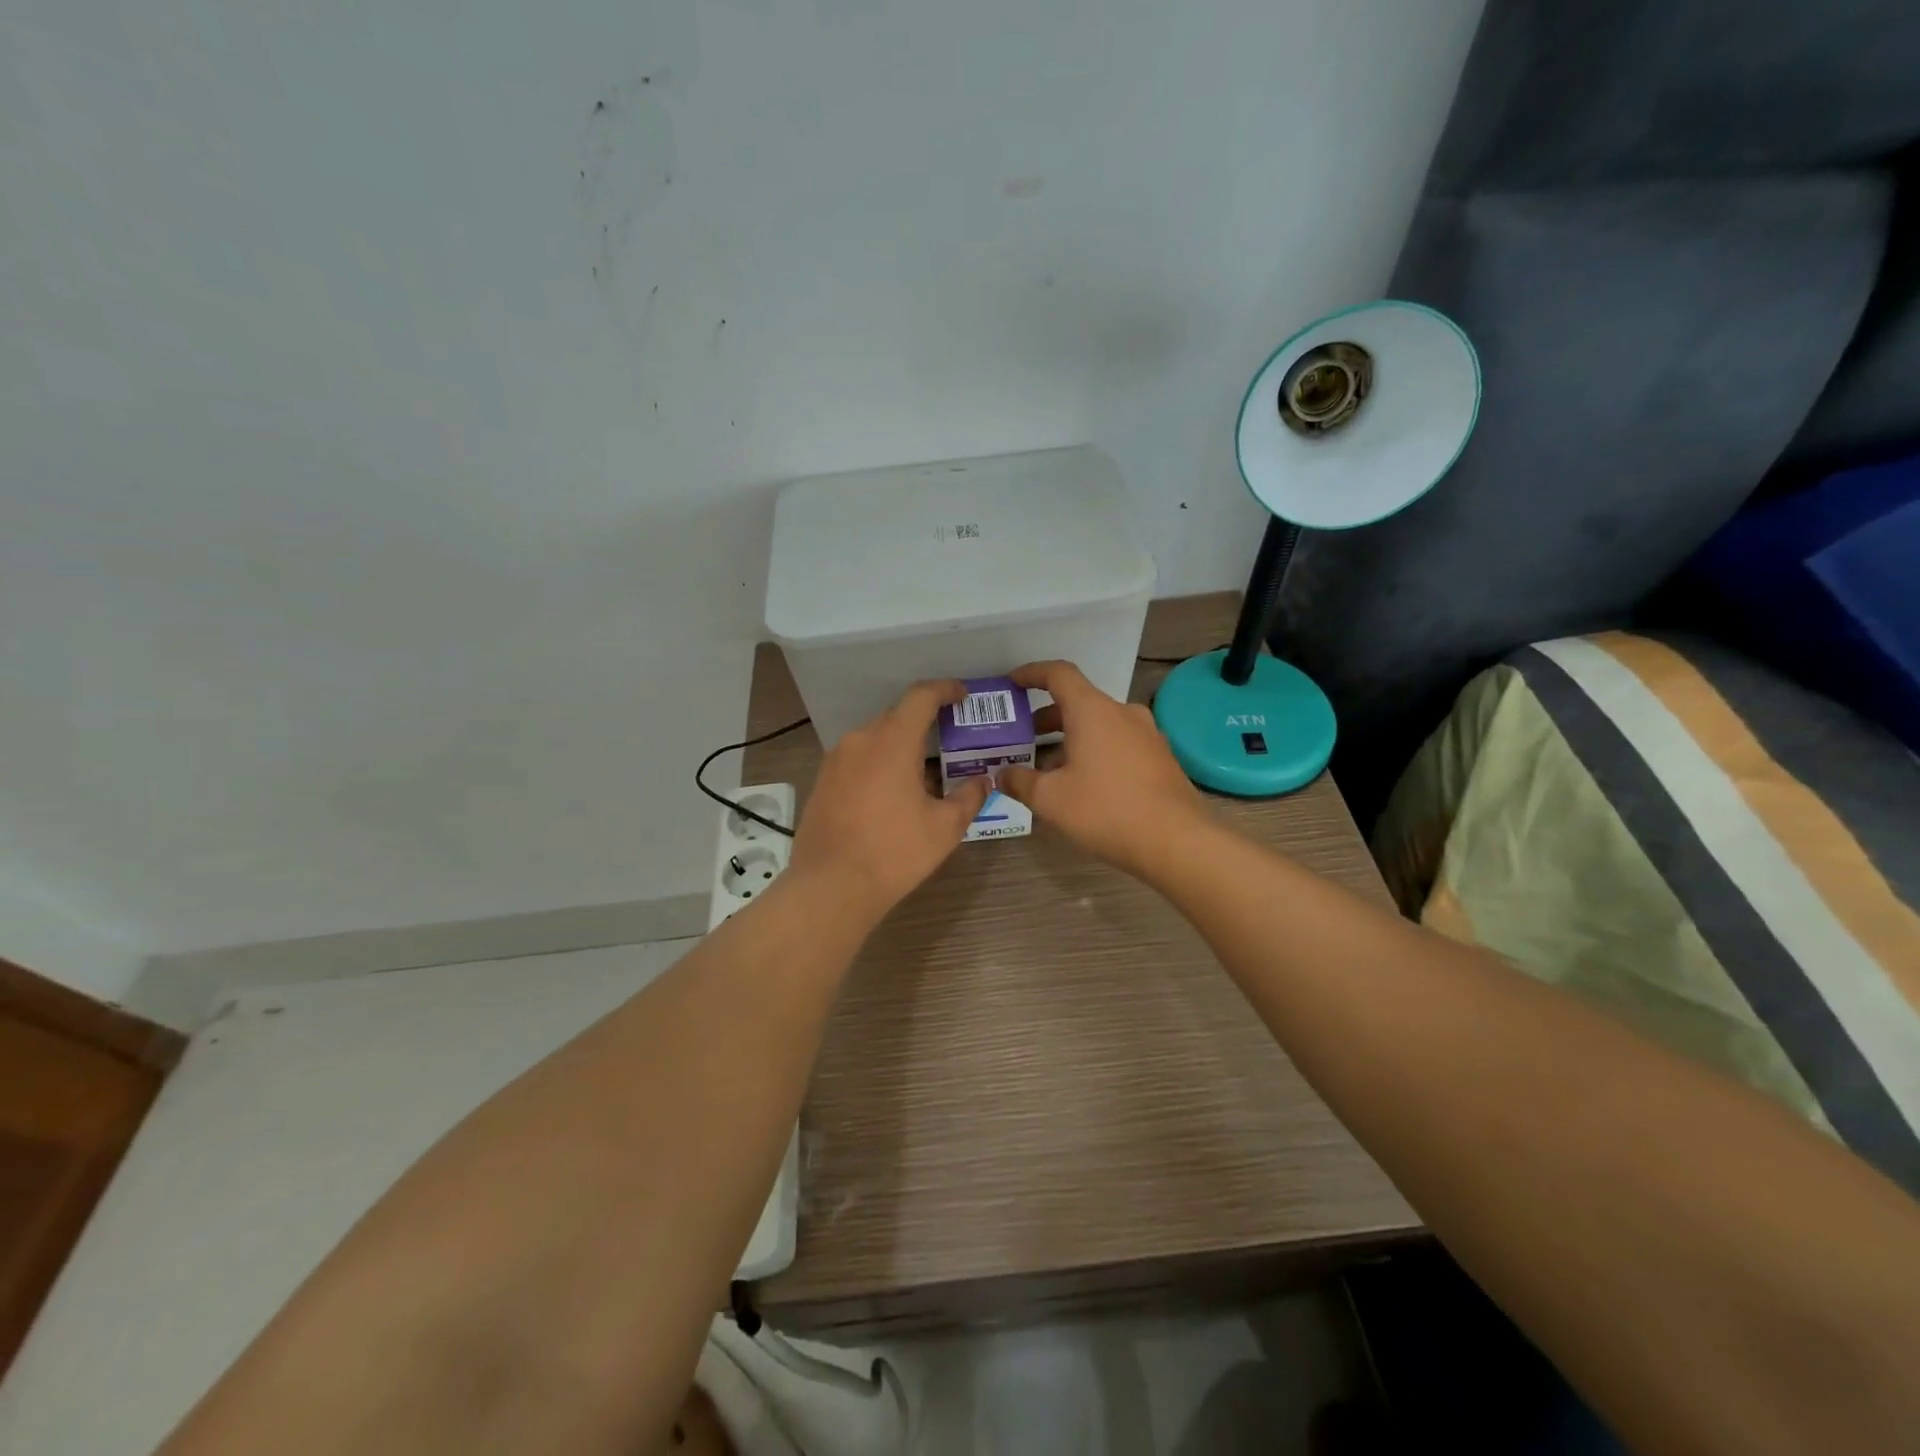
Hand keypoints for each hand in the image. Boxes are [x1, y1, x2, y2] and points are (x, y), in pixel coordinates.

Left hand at [789, 680, 989, 920]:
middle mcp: (860, 739)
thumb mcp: (945, 827)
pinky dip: (880, 762)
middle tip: (951, 739)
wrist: (830, 887)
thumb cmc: (894, 853)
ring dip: (901, 745)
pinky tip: (893, 792)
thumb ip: (969, 796)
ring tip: (924, 771)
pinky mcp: (822, 780)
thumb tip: (982, 781)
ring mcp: (836, 759)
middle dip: (926, 722)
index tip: (963, 695)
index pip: (921, 696)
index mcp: (892, 741)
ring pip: (876, 738)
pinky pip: (858, 758)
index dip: (945, 689)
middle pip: (897, 716)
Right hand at [998, 660, 1204, 878]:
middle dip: (1047, 717)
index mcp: (1092, 711)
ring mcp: (1147, 735)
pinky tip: (1083, 784)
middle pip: (1079, 702)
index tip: (1012, 683)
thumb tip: (1001, 775)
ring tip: (1048, 769)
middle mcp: (1122, 713)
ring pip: (1100, 725)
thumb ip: (1020, 782)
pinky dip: (1094, 752)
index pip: (1058, 674)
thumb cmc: (1106, 810)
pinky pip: (1118, 744)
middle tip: (1022, 737)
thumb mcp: (1050, 799)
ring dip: (1071, 738)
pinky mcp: (1160, 758)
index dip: (1032, 673)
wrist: (1176, 840)